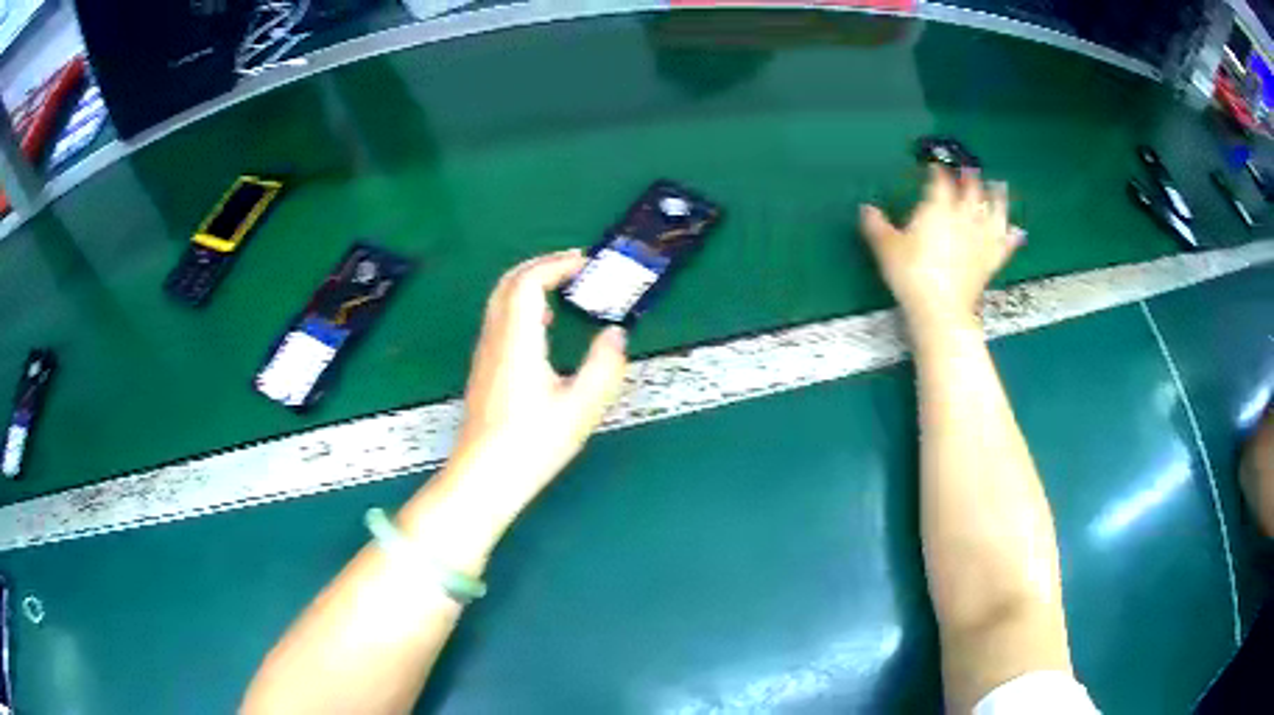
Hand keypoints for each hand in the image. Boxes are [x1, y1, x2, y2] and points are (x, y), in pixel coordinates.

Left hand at [448, 250, 628, 520]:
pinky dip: (522, 306)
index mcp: (518, 341)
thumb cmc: (531, 445)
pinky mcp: (484, 370)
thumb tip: (615, 334)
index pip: (528, 281)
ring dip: (531, 284)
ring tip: (564, 290)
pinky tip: (543, 327)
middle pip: (509, 283)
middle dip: (542, 265)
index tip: (586, 264)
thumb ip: (604, 366)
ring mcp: (485, 354)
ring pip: (501, 300)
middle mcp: (495, 340)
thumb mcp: (581, 408)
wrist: (484, 477)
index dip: (556, 264)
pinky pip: (500, 320)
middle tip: (575, 268)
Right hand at [860, 166, 1023, 329]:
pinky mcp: (991, 260)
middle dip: (970, 177)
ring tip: (999, 187)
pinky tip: (1017, 231)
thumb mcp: (886, 248)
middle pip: (971, 190)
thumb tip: (866, 208)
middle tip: (970, 167)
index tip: (934, 164)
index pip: (940, 181)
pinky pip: (1005, 245)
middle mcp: (963, 217)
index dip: (937, 170)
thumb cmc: (911, 274)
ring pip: (994, 212)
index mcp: (937, 208)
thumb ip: (876, 225)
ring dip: (997, 198)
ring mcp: (980, 238)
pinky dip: (1012, 236)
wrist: (941, 309)